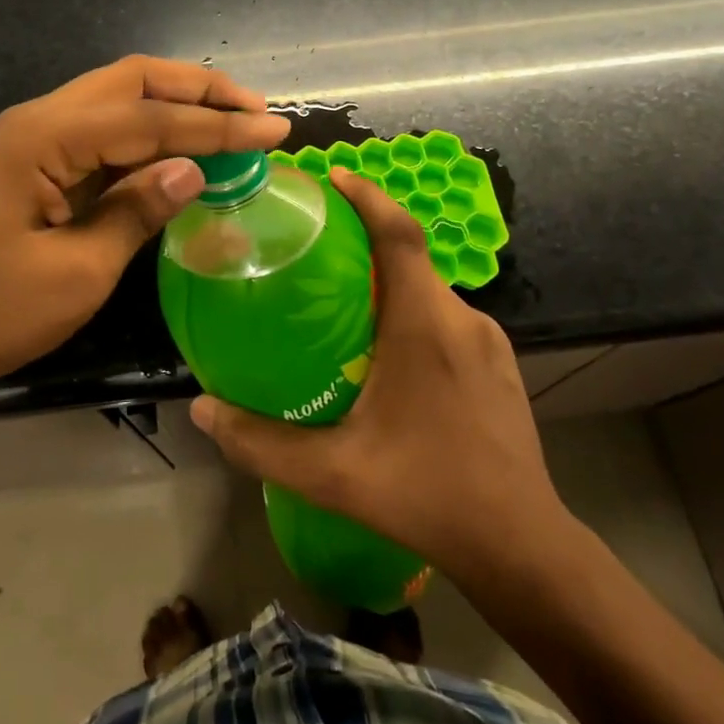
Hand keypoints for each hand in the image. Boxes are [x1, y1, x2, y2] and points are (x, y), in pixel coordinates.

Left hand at [0, 56, 289, 413]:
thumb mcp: (77, 272)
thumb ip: (138, 210)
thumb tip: (194, 169)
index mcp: (45, 137)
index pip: (150, 118)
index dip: (218, 124)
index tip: (274, 129)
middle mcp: (39, 120)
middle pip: (132, 81)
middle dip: (198, 89)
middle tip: (254, 109)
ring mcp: (33, 140)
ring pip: (117, 100)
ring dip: (174, 106)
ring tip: (232, 120)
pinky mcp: (33, 165)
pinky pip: (101, 134)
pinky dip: (147, 136)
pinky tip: (181, 151)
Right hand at [190, 167, 572, 584]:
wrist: (522, 546)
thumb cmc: (427, 495)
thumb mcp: (334, 473)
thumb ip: (262, 442)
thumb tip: (201, 409)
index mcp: (424, 324)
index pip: (400, 234)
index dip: (368, 196)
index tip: (334, 177)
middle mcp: (461, 318)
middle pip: (411, 258)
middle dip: (367, 243)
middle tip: (318, 253)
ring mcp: (489, 341)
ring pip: (429, 291)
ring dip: (390, 284)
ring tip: (346, 306)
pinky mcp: (501, 364)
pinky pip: (447, 319)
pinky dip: (414, 314)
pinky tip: (390, 357)